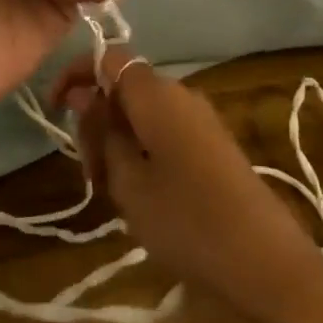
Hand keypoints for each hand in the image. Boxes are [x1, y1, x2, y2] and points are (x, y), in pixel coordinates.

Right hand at [53, 47, 322, 322]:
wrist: (267, 264)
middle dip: (97, 119)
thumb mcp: (127, 181)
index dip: (76, 74)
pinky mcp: (214, 145)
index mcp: (156, 93)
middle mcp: (181, 94)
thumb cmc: (186, 220)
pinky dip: (142, 151)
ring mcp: (201, 119)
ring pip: (143, 113)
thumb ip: (102, 133)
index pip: (108, 58)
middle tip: (88, 172)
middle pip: (125, 87)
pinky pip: (165, 131)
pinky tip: (140, 193)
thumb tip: (85, 95)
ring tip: (109, 190)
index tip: (55, 109)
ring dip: (118, 140)